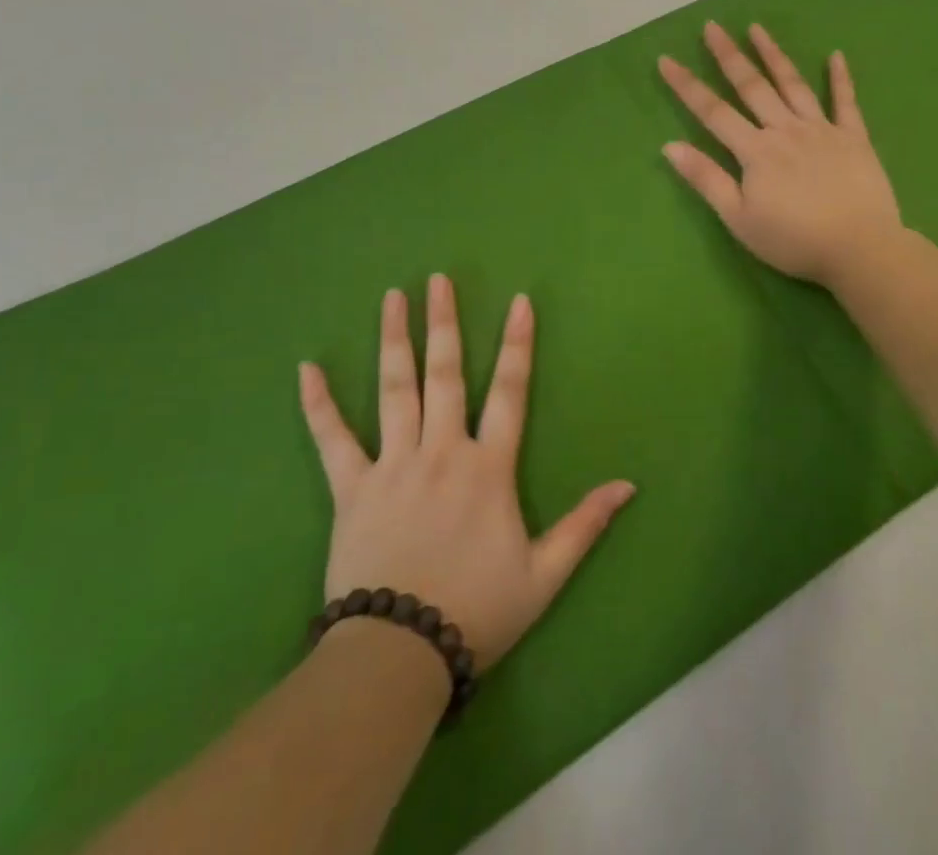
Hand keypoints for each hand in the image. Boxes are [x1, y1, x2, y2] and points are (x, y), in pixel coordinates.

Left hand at [298, 276, 633, 671]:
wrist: (399, 657)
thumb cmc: (476, 611)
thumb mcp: (544, 574)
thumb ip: (585, 524)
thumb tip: (629, 485)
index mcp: (488, 467)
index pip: (509, 391)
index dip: (517, 344)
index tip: (519, 301)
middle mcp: (441, 451)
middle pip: (445, 374)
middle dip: (445, 323)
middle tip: (438, 280)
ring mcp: (393, 465)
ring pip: (394, 390)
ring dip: (394, 340)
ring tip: (392, 298)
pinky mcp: (351, 489)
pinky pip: (331, 440)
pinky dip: (319, 404)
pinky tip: (307, 369)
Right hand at [658, 22, 900, 284]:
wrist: (860, 249)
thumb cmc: (793, 240)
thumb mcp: (739, 218)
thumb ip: (706, 179)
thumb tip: (669, 146)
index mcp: (755, 151)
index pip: (713, 111)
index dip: (687, 86)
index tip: (666, 59)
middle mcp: (785, 130)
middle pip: (752, 86)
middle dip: (729, 55)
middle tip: (712, 26)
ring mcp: (822, 130)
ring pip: (793, 85)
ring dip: (774, 55)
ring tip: (757, 28)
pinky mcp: (854, 138)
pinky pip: (846, 103)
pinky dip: (840, 78)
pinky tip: (836, 55)